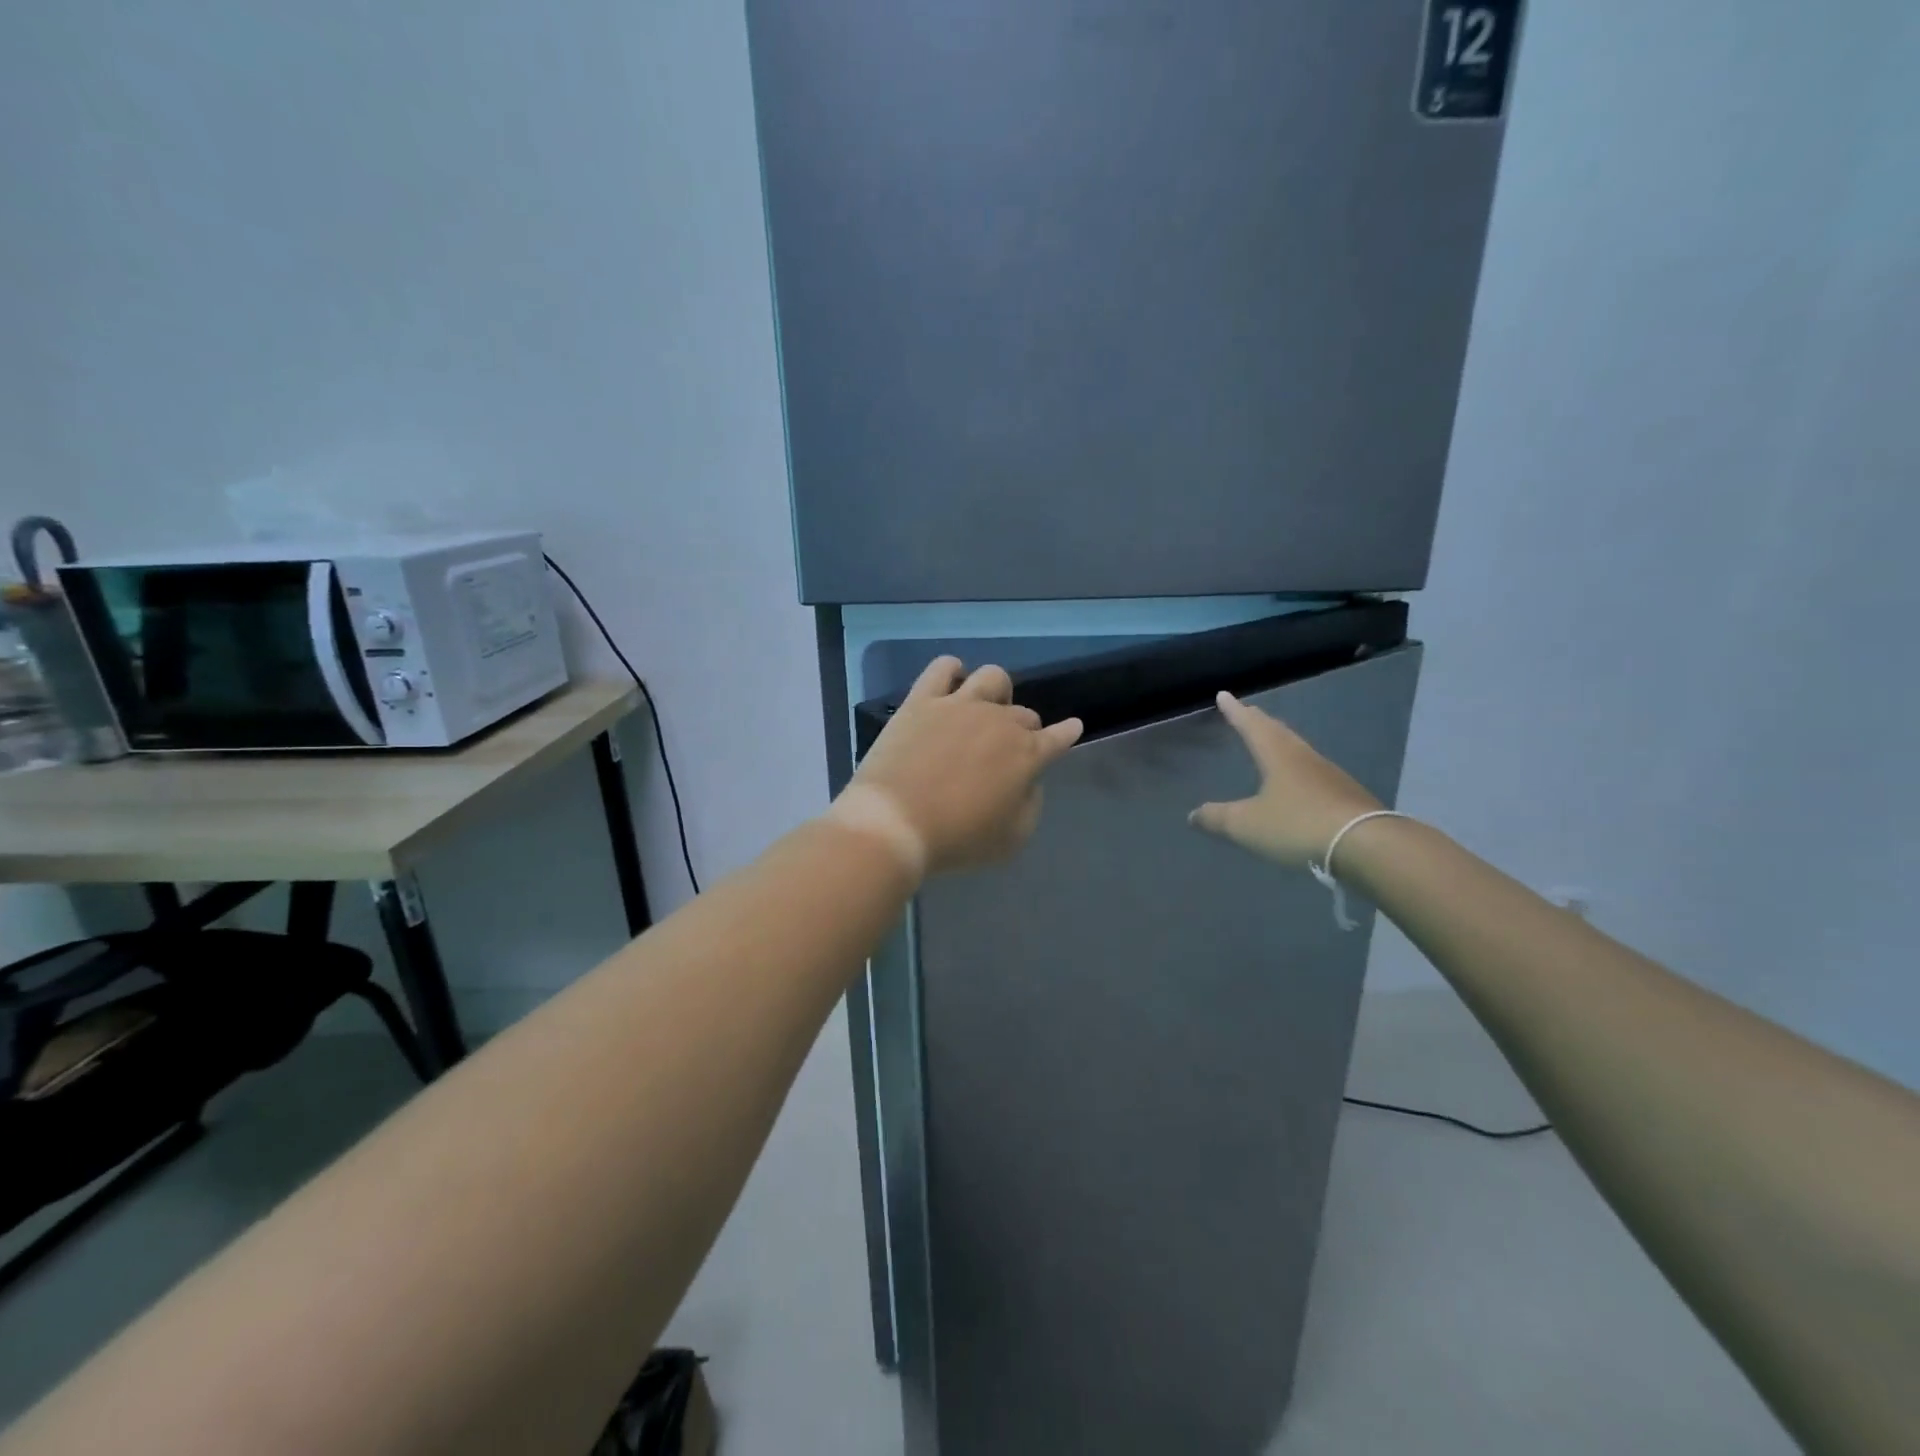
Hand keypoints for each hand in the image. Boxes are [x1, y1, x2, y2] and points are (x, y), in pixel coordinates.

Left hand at [848, 657, 1083, 873]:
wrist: (896, 822)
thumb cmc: (957, 839)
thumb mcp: (1011, 839)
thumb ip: (1029, 804)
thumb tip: (1028, 781)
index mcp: (1027, 754)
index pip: (1059, 737)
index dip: (1067, 733)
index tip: (1071, 728)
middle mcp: (999, 721)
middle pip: (1024, 714)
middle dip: (1024, 730)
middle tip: (1005, 751)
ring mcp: (960, 705)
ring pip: (993, 678)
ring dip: (997, 692)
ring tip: (985, 707)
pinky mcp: (922, 700)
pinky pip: (942, 668)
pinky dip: (951, 670)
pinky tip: (951, 681)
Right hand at [1189, 691, 1382, 867]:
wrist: (1365, 845)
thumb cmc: (1297, 825)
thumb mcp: (1247, 825)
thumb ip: (1217, 818)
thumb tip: (1193, 814)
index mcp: (1277, 755)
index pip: (1251, 726)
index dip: (1235, 712)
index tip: (1224, 695)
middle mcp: (1303, 757)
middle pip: (1278, 732)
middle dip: (1260, 722)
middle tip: (1248, 712)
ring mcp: (1328, 774)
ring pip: (1298, 749)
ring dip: (1281, 742)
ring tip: (1271, 742)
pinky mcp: (1345, 795)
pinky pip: (1313, 772)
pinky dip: (1298, 767)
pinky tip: (1298, 781)